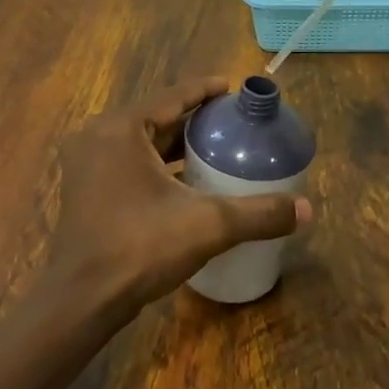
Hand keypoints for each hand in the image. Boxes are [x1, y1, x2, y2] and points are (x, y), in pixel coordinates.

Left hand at [50, 78, 311, 317]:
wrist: (81, 300)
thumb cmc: (140, 248)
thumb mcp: (208, 225)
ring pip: (141, 142)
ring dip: (176, 142)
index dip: (205, 90)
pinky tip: (187, 180)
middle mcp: (99, 137)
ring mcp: (87, 164)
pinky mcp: (87, 189)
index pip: (172, 96)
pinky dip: (158, 164)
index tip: (233, 88)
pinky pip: (129, 162)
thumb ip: (258, 213)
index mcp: (121, 129)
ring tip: (216, 147)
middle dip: (194, 118)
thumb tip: (307, 209)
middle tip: (232, 122)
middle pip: (156, 117)